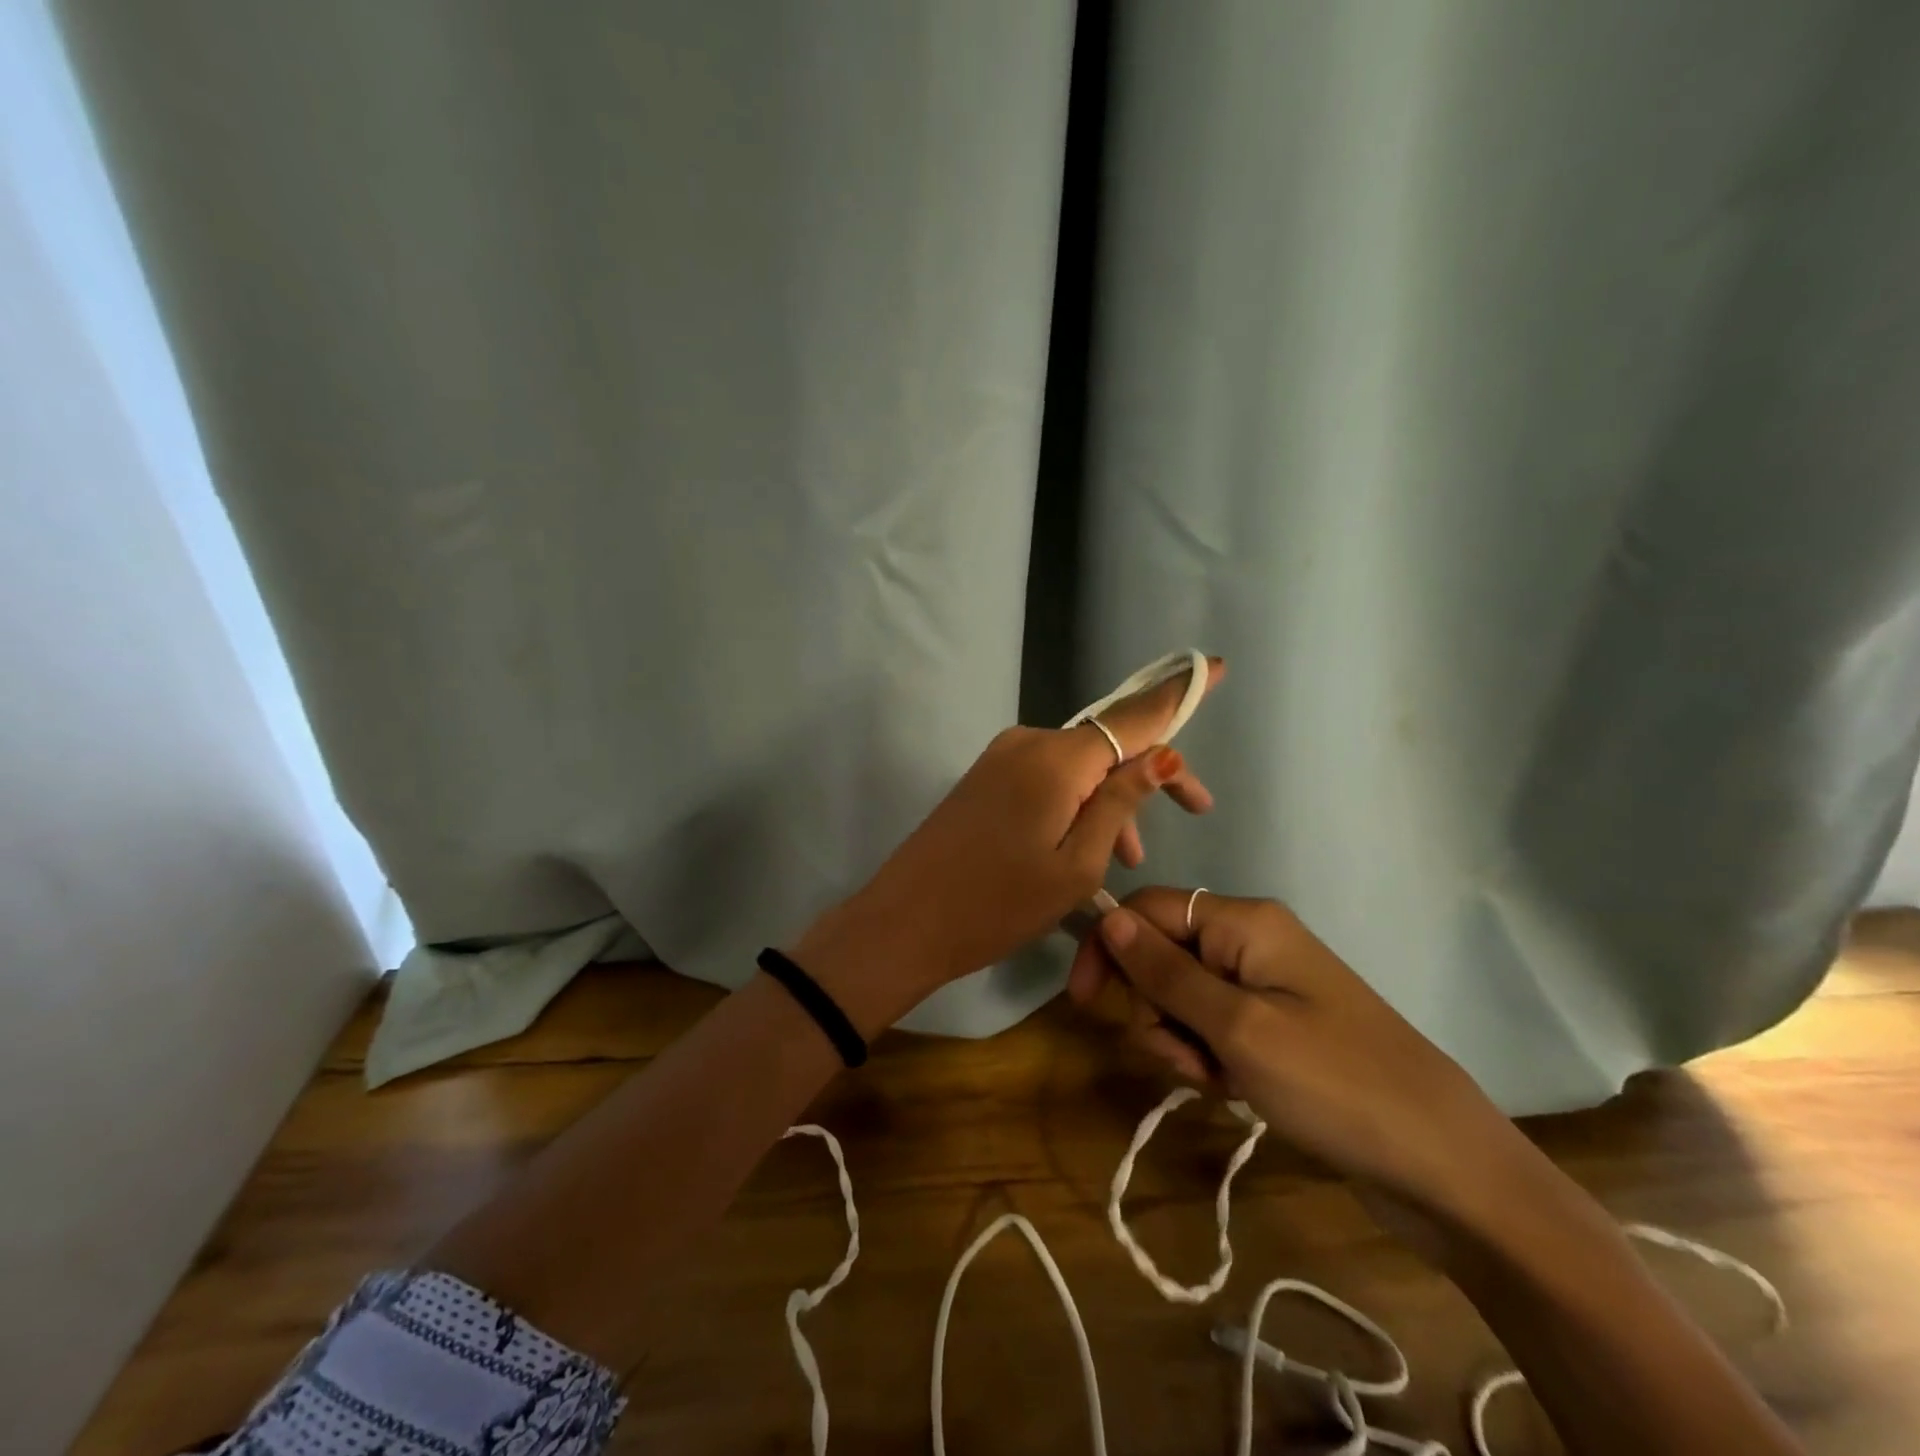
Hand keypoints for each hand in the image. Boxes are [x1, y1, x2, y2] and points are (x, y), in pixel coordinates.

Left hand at [793, 660, 1225, 1028]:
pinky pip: (1048, 777)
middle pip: (1108, 742)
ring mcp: (1001, 758)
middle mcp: (1028, 743)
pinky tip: (1086, 845)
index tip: (1219, 666)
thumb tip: (1161, 756)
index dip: (1179, 695)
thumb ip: (1120, 804)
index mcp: (1056, 760)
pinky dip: (1076, 802)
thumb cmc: (997, 905)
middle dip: (1151, 772)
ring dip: (1110, 799)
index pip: (1133, 716)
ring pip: (1078, 766)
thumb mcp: (1076, 865)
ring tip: (1126, 857)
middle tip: (1195, 812)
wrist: (904, 923)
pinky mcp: (985, 778)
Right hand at [1067, 887, 1531, 1231]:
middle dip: (1153, 1008)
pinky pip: (1213, 1027)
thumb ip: (1165, 972)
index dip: (1108, 946)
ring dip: (1179, 1040)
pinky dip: (1207, 1057)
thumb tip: (1107, 916)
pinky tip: (1232, 1090)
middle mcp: (1251, 941)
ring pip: (1181, 997)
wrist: (1446, 1167)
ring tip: (1217, 1081)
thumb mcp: (1238, 1028)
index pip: (1147, 909)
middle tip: (1185, 1058)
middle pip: (1162, 955)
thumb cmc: (1335, 1085)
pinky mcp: (1275, 1027)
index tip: (1082, 1003)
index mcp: (1245, 922)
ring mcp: (1266, 987)